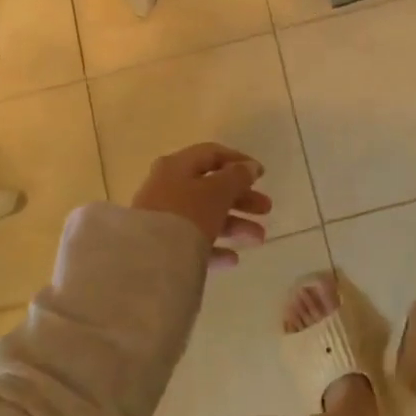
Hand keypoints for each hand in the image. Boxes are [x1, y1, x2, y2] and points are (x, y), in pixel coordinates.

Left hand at [131, 143, 271, 264]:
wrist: (149, 261)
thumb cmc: (187, 215)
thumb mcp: (217, 191)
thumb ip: (237, 177)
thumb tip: (250, 167)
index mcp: (177, 166)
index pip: (211, 154)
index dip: (238, 161)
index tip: (262, 175)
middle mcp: (167, 187)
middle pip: (211, 187)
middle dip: (242, 198)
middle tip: (266, 209)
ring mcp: (163, 217)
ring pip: (205, 215)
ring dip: (235, 224)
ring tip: (259, 238)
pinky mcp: (161, 245)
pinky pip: (193, 242)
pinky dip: (215, 247)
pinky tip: (233, 259)